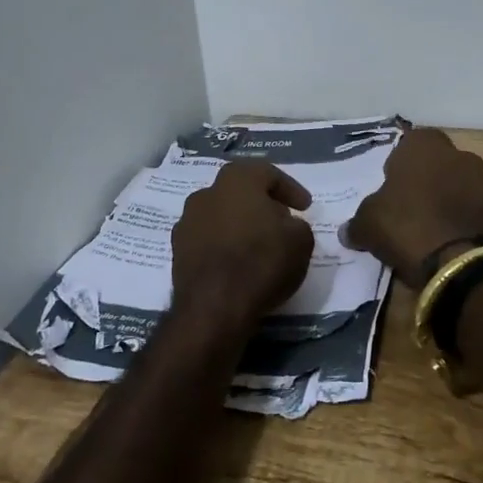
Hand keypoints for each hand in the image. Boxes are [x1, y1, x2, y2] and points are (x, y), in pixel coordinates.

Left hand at [171, 161, 315, 338]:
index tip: (305, 207)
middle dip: (262, 203)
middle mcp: (207, 192)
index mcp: (237, 179)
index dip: (291, 189)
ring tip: (258, 243)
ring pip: (221, 214)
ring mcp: (187, 221)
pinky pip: (208, 238)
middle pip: (241, 191)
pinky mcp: (177, 250)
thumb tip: (285, 225)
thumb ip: (297, 225)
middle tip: (281, 220)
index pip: (269, 174)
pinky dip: (223, 245)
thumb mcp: (301, 241)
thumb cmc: (261, 262)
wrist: (213, 308)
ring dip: (240, 224)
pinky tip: (237, 262)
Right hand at [345, 128, 482, 288]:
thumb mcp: (368, 224)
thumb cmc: (406, 226)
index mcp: (425, 146)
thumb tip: (348, 230)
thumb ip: (358, 221)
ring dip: (450, 199)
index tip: (392, 185)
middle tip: (411, 206)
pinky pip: (476, 210)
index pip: (411, 141)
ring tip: (432, 228)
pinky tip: (452, 242)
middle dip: (428, 179)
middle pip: (439, 161)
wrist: (459, 264)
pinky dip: (466, 220)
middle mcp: (459, 154)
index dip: (401, 162)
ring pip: (461, 184)